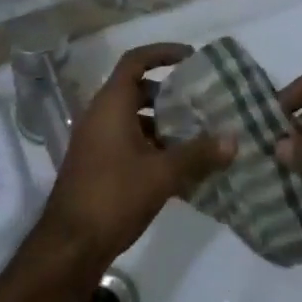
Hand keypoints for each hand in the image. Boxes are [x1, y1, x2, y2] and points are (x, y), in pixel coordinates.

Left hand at [40, 44, 234, 271]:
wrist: (68, 248)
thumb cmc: (113, 196)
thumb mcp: (162, 174)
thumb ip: (199, 154)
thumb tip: (234, 139)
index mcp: (111, 104)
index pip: (136, 61)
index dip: (163, 53)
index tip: (191, 57)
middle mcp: (100, 115)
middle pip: (138, 90)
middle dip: (169, 94)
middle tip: (201, 101)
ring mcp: (96, 142)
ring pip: (134, 119)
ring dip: (163, 123)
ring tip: (198, 135)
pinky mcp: (97, 166)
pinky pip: (128, 142)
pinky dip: (152, 146)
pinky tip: (179, 167)